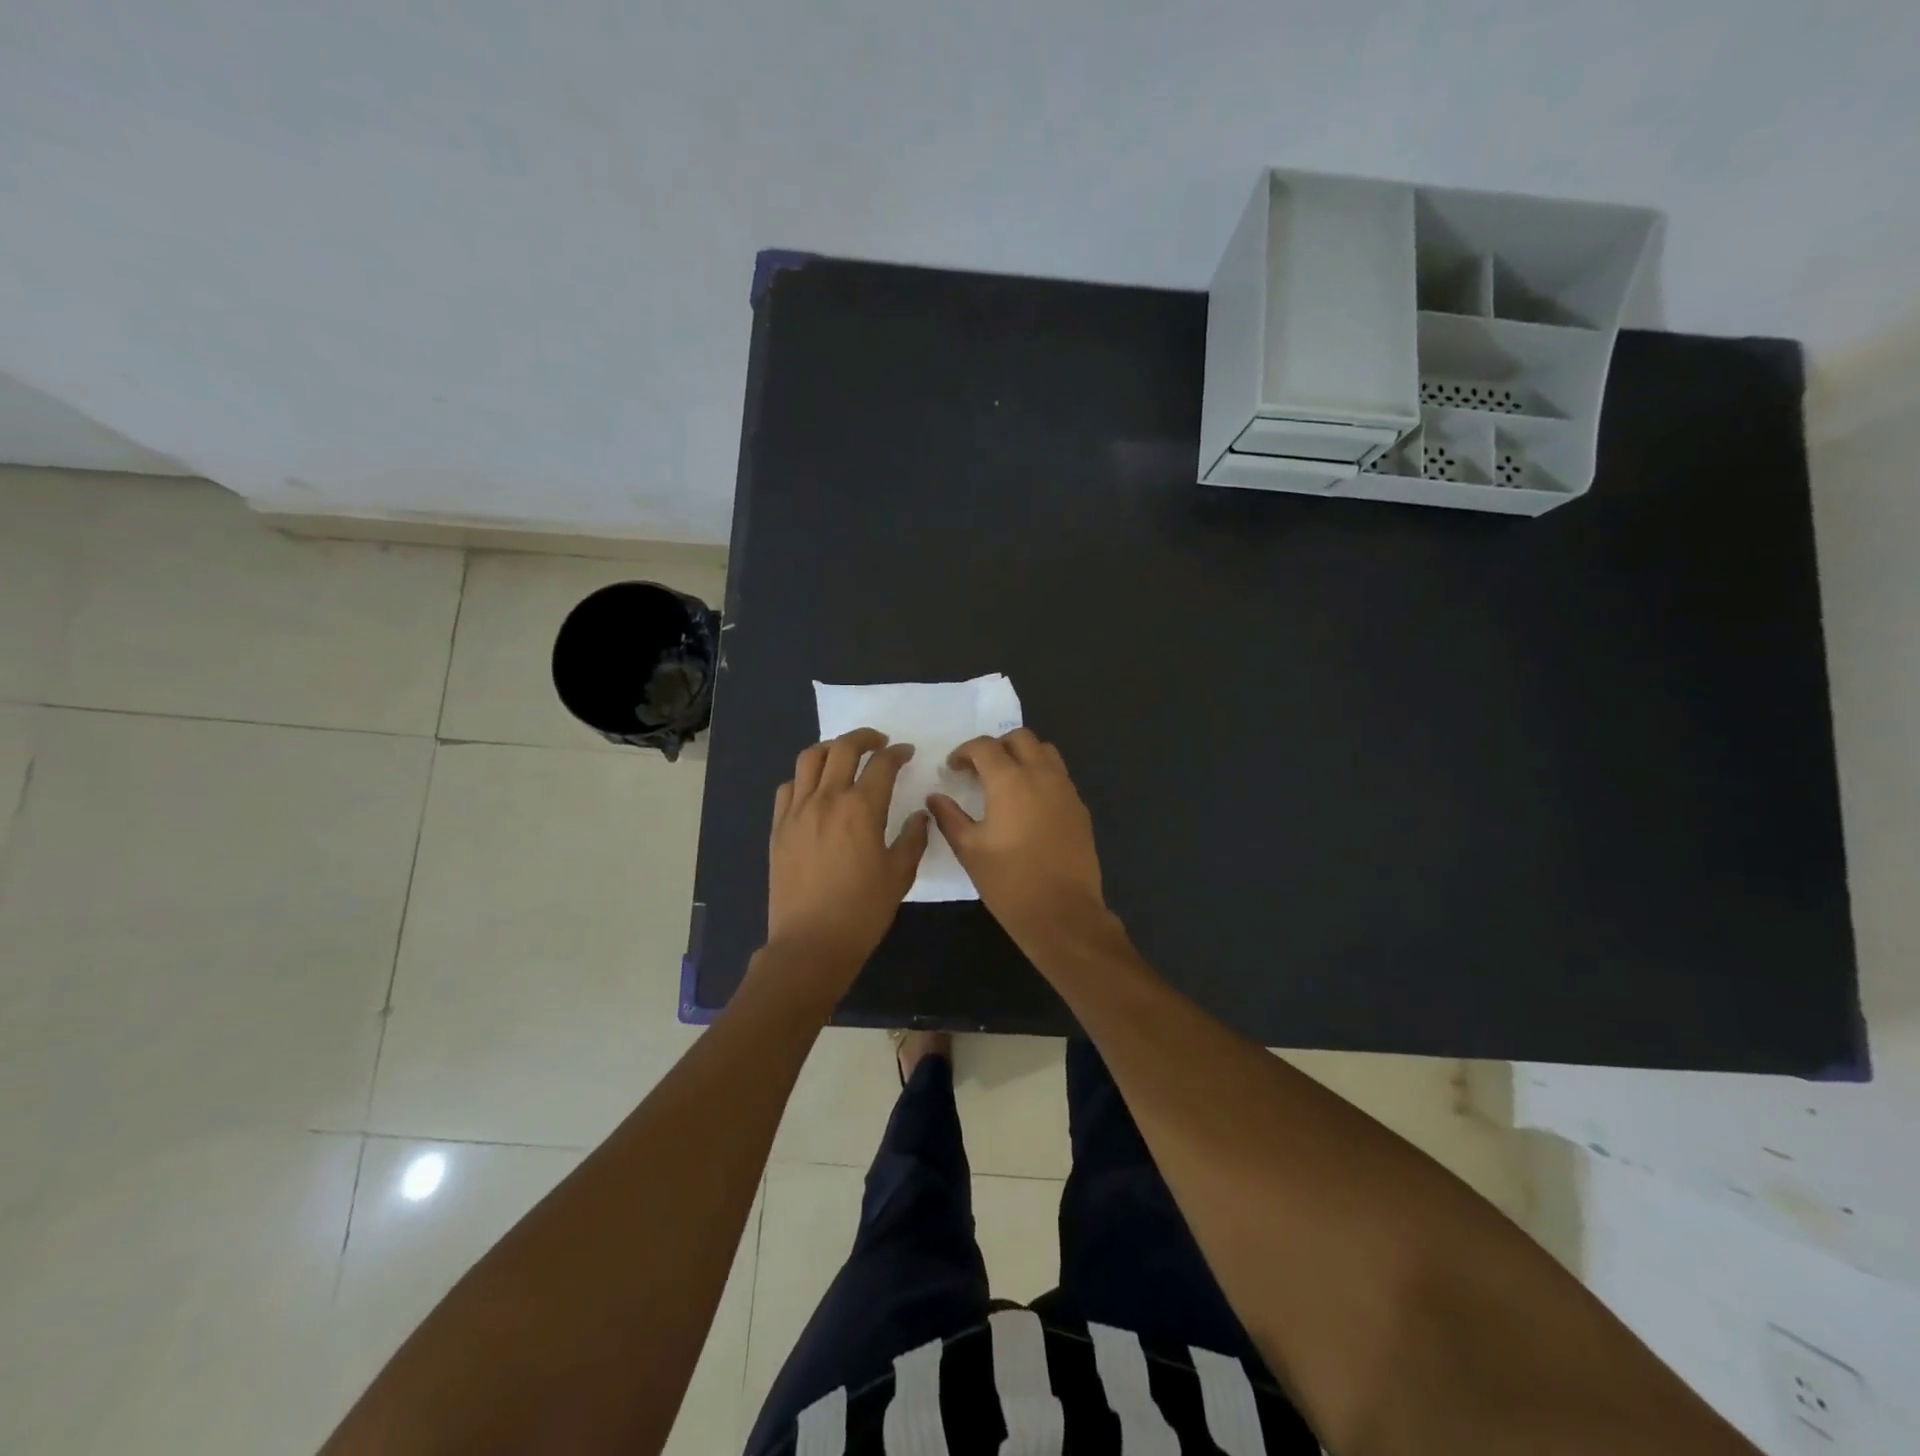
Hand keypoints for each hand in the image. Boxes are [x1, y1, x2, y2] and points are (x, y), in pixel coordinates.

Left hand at [764, 728, 930, 995]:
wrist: (810, 943)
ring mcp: (797, 811)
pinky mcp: (778, 827)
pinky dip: (804, 777)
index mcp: (861, 809)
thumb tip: (920, 815)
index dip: (897, 753)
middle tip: (879, 742)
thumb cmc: (862, 912)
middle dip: (865, 737)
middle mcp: (826, 799)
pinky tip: (815, 788)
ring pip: (810, 758)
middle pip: (843, 749)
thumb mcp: (899, 876)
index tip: (906, 752)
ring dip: (831, 748)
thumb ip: (913, 839)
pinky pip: (788, 786)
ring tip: (845, 755)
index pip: (882, 764)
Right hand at [926, 728, 1107, 944]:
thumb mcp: (969, 850)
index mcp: (1010, 781)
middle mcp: (1042, 775)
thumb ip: (949, 817)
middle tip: (979, 769)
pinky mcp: (1080, 808)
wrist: (1063, 913)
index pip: (985, 746)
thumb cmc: (1009, 882)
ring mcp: (1066, 790)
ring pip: (1045, 751)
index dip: (964, 752)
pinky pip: (1059, 776)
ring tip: (1006, 780)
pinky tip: (1029, 804)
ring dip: (1023, 755)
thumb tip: (935, 797)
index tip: (953, 768)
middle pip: (1020, 738)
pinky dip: (1041, 775)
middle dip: (996, 746)